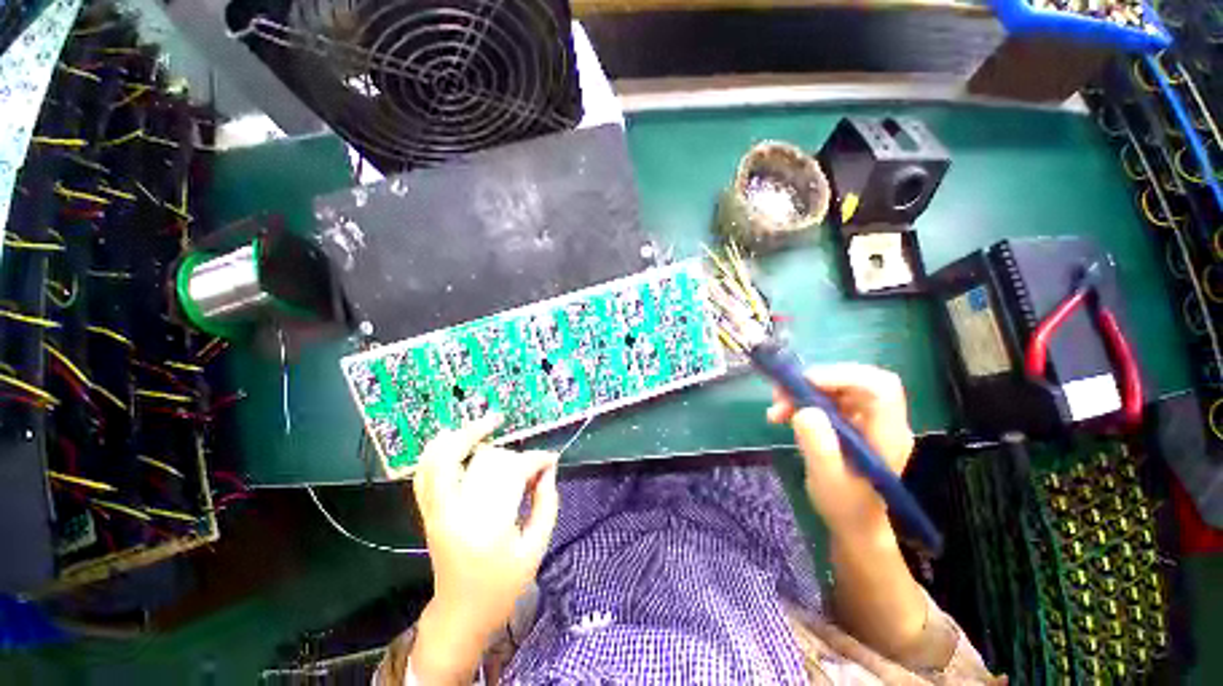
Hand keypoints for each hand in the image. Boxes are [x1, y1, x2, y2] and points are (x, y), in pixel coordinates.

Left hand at [411, 414, 558, 682]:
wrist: (460, 615)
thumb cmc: (502, 586)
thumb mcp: (535, 548)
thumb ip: (546, 503)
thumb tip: (548, 467)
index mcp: (488, 527)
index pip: (512, 473)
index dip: (535, 459)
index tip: (550, 458)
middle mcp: (455, 513)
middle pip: (477, 460)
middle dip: (506, 451)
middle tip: (521, 454)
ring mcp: (436, 511)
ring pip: (439, 459)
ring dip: (463, 436)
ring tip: (487, 425)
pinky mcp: (428, 512)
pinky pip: (425, 472)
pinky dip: (439, 450)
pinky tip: (458, 440)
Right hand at [766, 363, 913, 539]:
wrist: (854, 524)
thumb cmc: (845, 506)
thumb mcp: (827, 479)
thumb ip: (818, 445)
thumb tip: (804, 410)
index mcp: (887, 434)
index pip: (880, 387)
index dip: (843, 376)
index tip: (805, 383)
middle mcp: (880, 420)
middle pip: (853, 380)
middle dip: (813, 383)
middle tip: (781, 394)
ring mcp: (865, 420)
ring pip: (835, 387)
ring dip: (801, 392)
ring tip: (776, 409)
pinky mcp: (849, 422)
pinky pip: (825, 399)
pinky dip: (801, 401)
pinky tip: (782, 414)